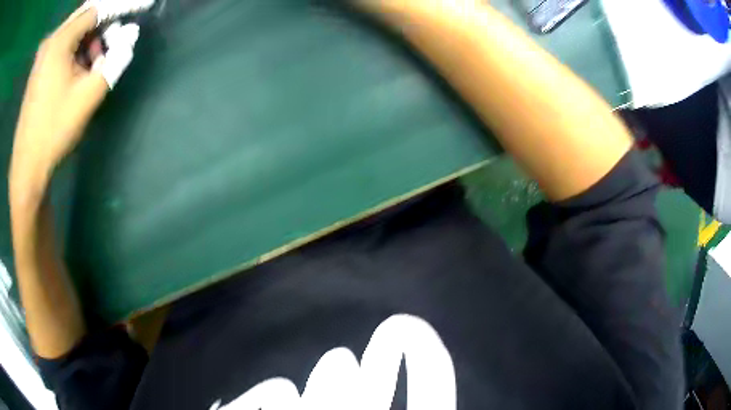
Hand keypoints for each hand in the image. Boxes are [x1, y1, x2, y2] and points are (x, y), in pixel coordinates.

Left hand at [9, 4, 138, 195]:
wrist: (26, 167)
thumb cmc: (55, 130)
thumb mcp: (89, 95)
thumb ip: (115, 59)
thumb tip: (130, 35)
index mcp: (60, 41)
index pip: (96, 10)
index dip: (118, 8)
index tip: (138, 9)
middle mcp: (50, 42)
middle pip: (83, 18)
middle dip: (101, 27)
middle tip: (113, 44)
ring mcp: (41, 57)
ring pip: (72, 33)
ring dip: (87, 41)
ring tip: (93, 65)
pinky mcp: (37, 70)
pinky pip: (61, 47)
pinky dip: (74, 51)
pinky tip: (77, 72)